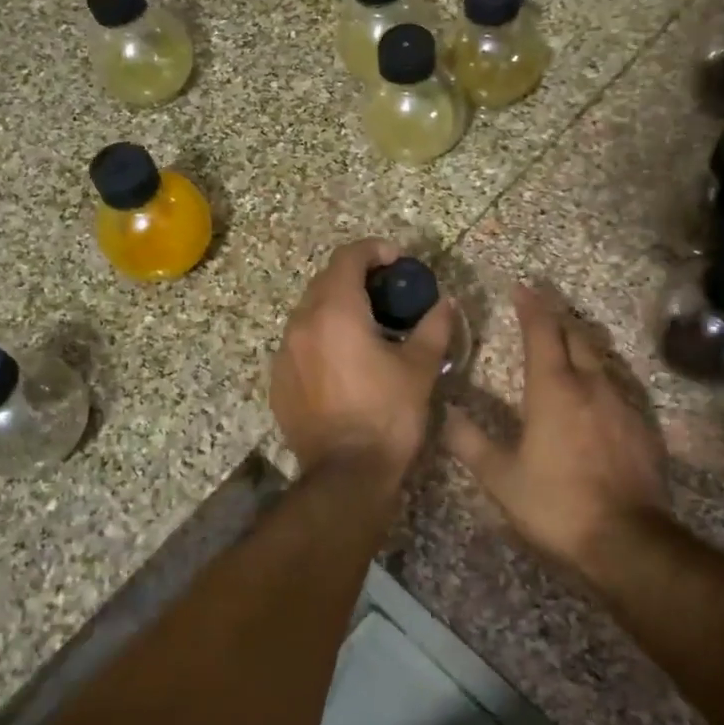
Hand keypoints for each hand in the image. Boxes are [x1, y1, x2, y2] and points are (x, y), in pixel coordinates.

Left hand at [271, 239, 455, 479]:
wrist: (346, 473)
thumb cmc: (388, 415)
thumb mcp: (420, 369)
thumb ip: (434, 326)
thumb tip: (445, 303)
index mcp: (336, 312)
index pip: (348, 257)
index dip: (375, 251)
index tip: (398, 262)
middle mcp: (302, 324)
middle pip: (326, 281)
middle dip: (357, 279)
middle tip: (387, 295)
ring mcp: (284, 353)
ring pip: (309, 313)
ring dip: (337, 309)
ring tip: (366, 329)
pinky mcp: (278, 381)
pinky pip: (299, 344)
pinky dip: (321, 339)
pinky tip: (343, 362)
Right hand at [445, 284, 668, 582]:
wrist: (627, 540)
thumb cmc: (556, 504)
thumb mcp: (501, 478)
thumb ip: (470, 443)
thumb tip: (446, 414)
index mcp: (554, 390)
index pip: (542, 333)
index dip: (531, 307)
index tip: (522, 287)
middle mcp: (591, 386)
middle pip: (577, 336)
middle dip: (558, 316)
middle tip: (543, 304)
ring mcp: (622, 404)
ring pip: (601, 358)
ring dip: (582, 341)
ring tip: (568, 337)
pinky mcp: (642, 427)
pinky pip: (619, 385)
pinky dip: (601, 373)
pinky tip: (597, 387)